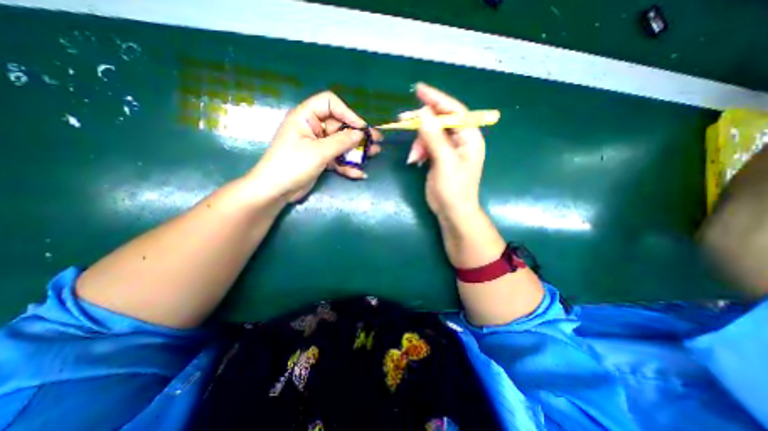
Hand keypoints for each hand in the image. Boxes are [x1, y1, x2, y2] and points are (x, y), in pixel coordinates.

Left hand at [247, 91, 382, 201]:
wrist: (276, 191)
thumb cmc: (293, 165)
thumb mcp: (319, 152)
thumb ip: (341, 142)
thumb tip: (361, 134)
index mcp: (306, 117)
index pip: (330, 103)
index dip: (347, 113)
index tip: (361, 127)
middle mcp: (312, 128)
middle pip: (339, 126)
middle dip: (358, 134)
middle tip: (377, 140)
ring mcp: (317, 145)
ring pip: (341, 143)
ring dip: (357, 150)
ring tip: (375, 153)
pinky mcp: (321, 159)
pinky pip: (337, 158)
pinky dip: (347, 165)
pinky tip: (359, 173)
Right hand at [407, 83, 484, 224]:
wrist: (452, 212)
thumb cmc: (454, 189)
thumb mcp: (445, 162)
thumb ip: (434, 137)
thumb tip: (422, 112)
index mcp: (469, 137)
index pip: (454, 111)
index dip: (437, 99)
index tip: (419, 90)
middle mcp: (461, 140)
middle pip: (440, 121)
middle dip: (422, 124)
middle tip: (403, 120)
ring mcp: (449, 149)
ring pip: (430, 134)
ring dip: (419, 143)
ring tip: (414, 157)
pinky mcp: (439, 158)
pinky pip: (427, 146)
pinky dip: (419, 151)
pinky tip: (415, 161)